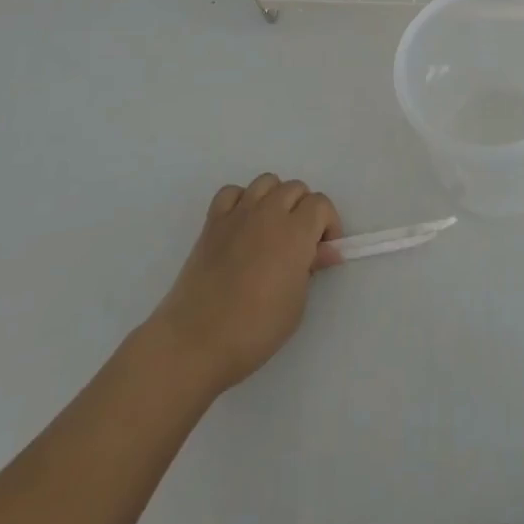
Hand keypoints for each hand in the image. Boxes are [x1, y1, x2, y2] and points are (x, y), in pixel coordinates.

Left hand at [148, 174, 342, 393]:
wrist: (196, 341)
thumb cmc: (256, 328)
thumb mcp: (297, 302)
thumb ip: (311, 267)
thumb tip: (325, 251)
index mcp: (295, 232)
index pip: (320, 204)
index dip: (328, 224)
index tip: (323, 250)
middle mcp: (268, 213)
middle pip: (295, 188)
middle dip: (304, 210)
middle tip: (301, 242)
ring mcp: (237, 215)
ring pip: (266, 182)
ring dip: (276, 198)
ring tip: (273, 229)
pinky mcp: (212, 223)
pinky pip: (231, 192)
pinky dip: (242, 200)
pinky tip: (243, 225)